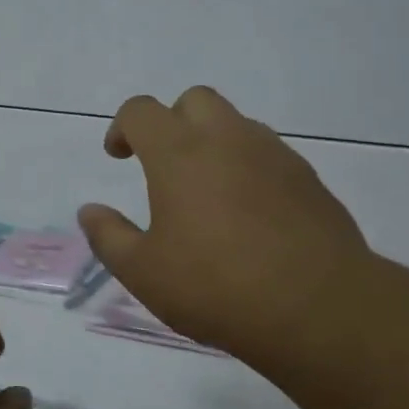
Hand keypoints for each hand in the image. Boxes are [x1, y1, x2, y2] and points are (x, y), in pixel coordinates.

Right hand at [77, 87, 385, 383]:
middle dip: (172, 122)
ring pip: (236, 124)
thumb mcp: (143, 272)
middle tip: (163, 166)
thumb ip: (109, 237)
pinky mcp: (308, 179)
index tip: (118, 156)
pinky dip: (248, 167)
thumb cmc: (216, 286)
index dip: (122, 127)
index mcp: (179, 153)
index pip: (141, 111)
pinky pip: (268, 154)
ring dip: (212, 142)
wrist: (318, 308)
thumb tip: (89, 211)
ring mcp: (274, 155)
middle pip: (194, 100)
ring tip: (206, 193)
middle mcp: (227, 139)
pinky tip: (248, 214)